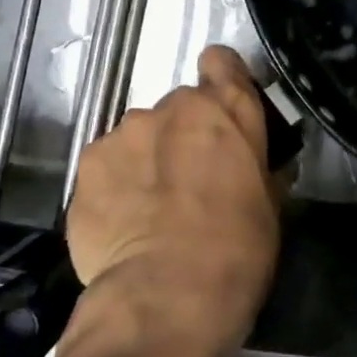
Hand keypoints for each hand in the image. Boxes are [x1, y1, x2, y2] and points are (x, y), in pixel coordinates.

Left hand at [65, 45, 281, 343]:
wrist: (166, 296)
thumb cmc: (237, 249)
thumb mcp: (270, 207)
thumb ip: (261, 170)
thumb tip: (264, 167)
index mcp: (226, 109)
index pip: (221, 61)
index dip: (221, 80)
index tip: (221, 111)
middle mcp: (172, 107)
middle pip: (179, 108)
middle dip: (184, 134)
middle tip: (189, 179)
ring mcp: (123, 134)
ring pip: (139, 136)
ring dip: (147, 159)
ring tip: (150, 208)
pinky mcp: (86, 166)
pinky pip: (107, 165)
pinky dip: (115, 184)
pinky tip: (122, 222)